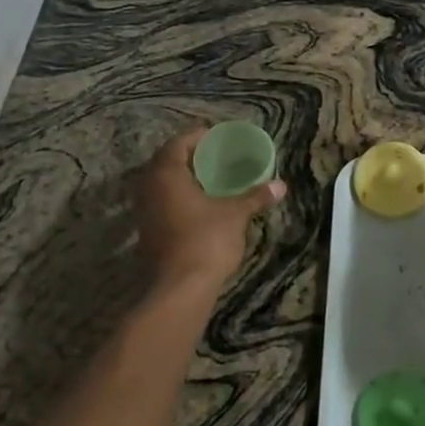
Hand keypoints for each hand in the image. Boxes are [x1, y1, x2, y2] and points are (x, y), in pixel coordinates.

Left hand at [133, 128, 285, 290]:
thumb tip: (281, 185)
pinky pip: (160, 204)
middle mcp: (148, 188)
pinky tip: (197, 206)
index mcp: (166, 174)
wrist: (179, 288)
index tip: (215, 136)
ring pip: (160, 185)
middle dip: (188, 157)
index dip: (197, 137)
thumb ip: (255, 197)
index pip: (177, 144)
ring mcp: (143, 212)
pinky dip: (176, 199)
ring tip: (207, 180)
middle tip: (212, 157)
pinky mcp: (146, 232)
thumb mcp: (235, 215)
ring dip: (181, 179)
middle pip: (165, 162)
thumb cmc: (206, 240)